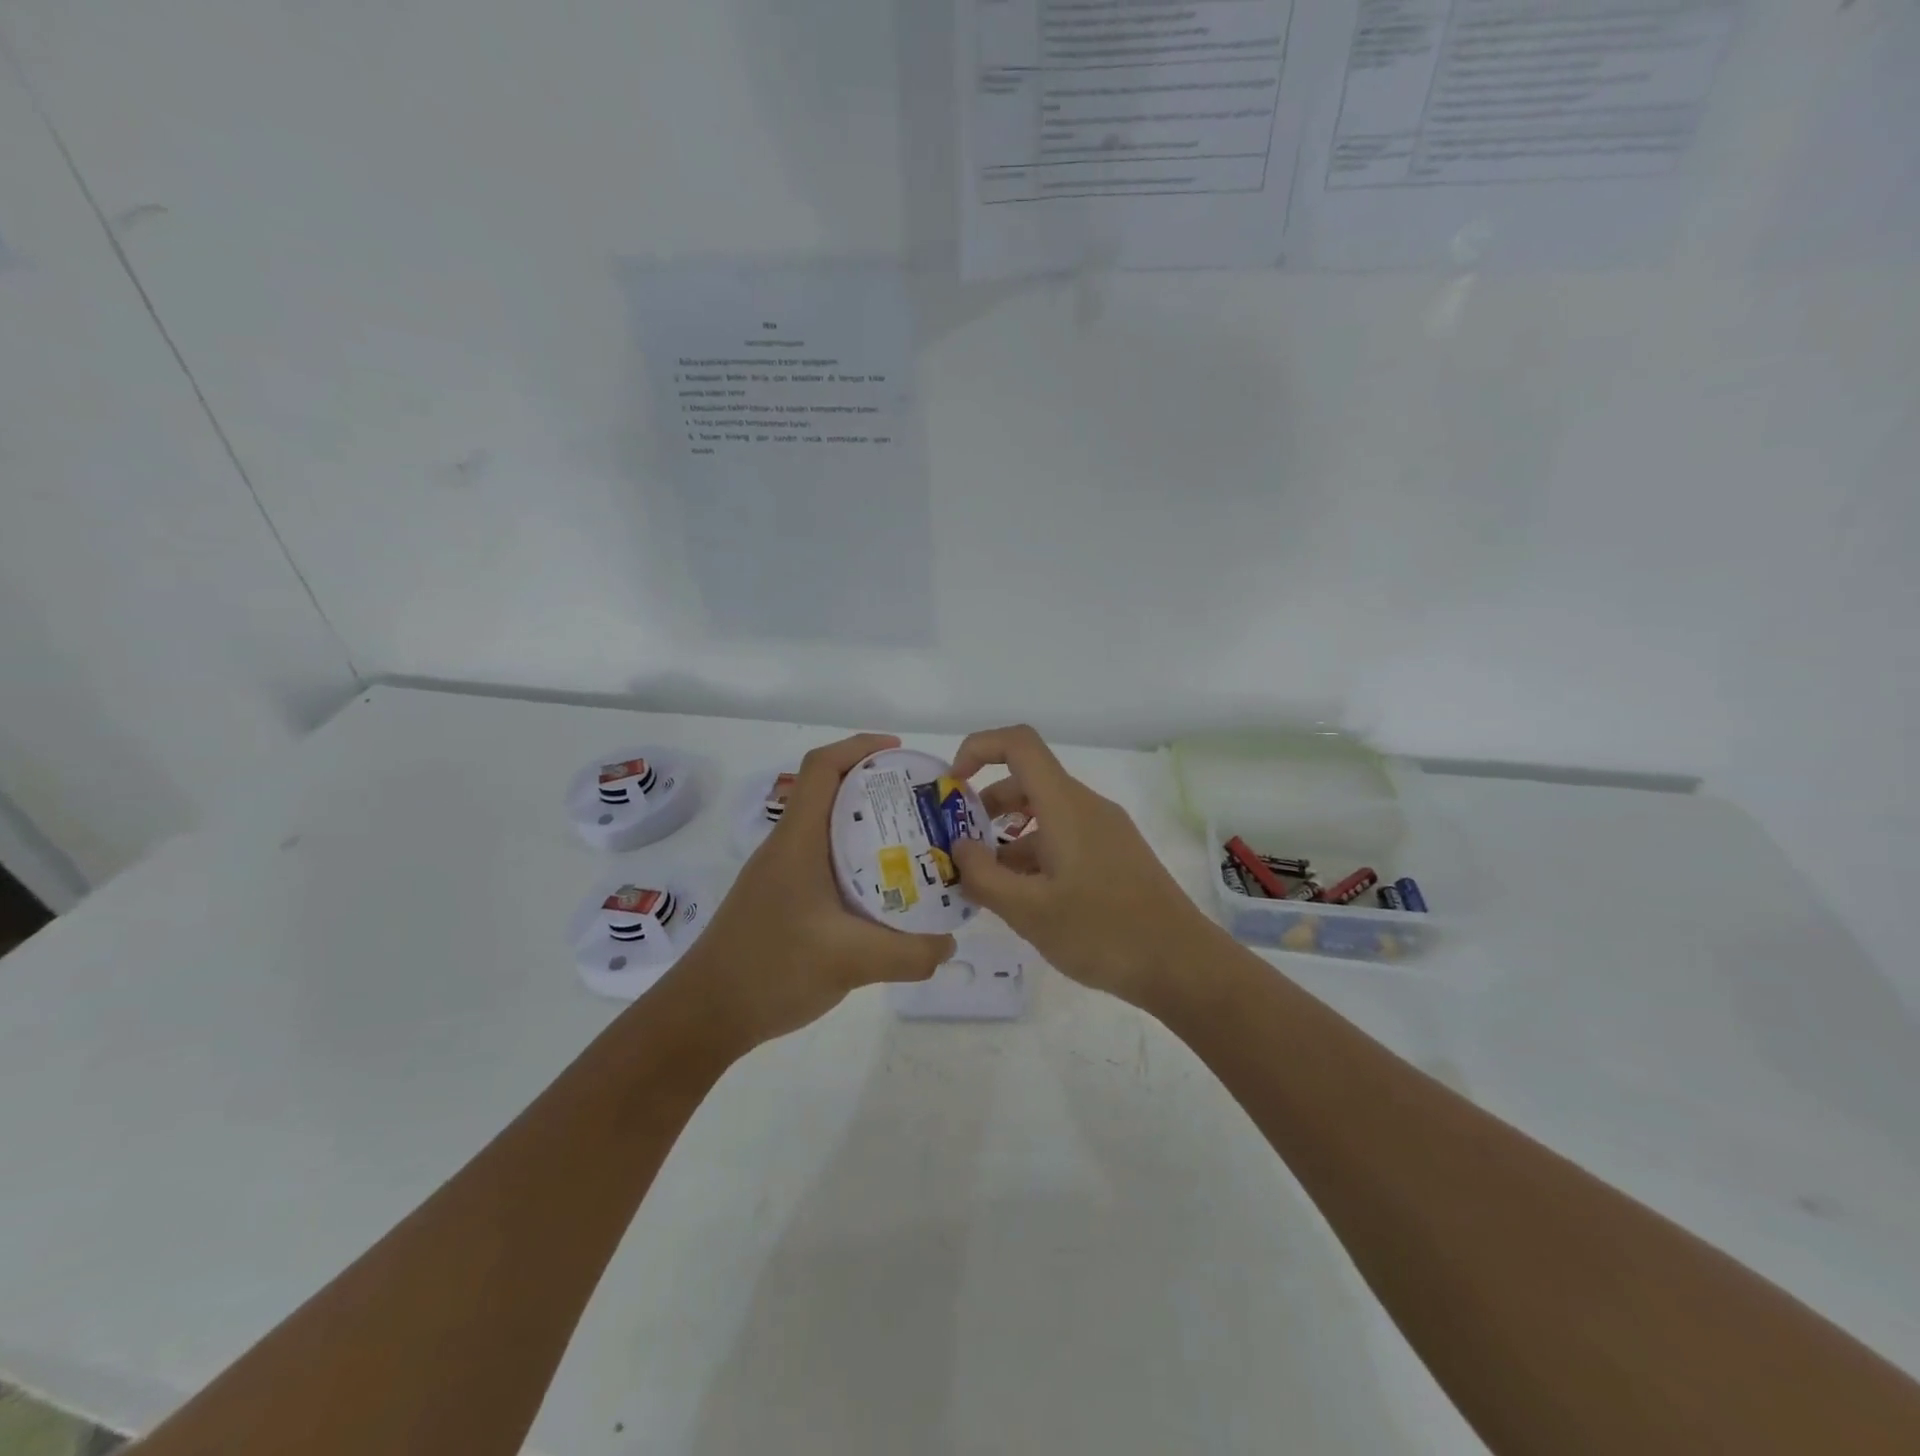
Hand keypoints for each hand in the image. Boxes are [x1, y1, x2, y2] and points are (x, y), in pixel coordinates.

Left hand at [665, 733, 955, 1050]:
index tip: (902, 753)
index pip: (822, 767)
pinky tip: (884, 894)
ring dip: (870, 828)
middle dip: (878, 788)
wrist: (704, 1016)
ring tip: (916, 846)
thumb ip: (909, 953)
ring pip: (830, 831)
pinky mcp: (783, 900)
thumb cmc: (769, 970)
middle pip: (831, 793)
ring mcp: (782, 875)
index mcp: (798, 841)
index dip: (860, 747)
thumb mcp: (850, 961)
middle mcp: (788, 847)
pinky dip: (858, 863)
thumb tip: (949, 943)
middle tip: (925, 805)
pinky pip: (826, 863)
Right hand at [950, 725, 1217, 1008]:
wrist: (1181, 964)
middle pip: (1027, 781)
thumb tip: (960, 846)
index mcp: (1065, 805)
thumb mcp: (1029, 910)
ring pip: (1045, 814)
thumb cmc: (1101, 932)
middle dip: (985, 806)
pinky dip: (1034, 854)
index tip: (952, 787)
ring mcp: (1104, 831)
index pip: (1018, 743)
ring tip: (983, 882)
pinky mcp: (1114, 855)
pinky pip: (1063, 837)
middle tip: (958, 846)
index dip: (979, 749)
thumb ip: (983, 876)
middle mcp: (1085, 807)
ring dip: (1008, 837)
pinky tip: (1021, 897)